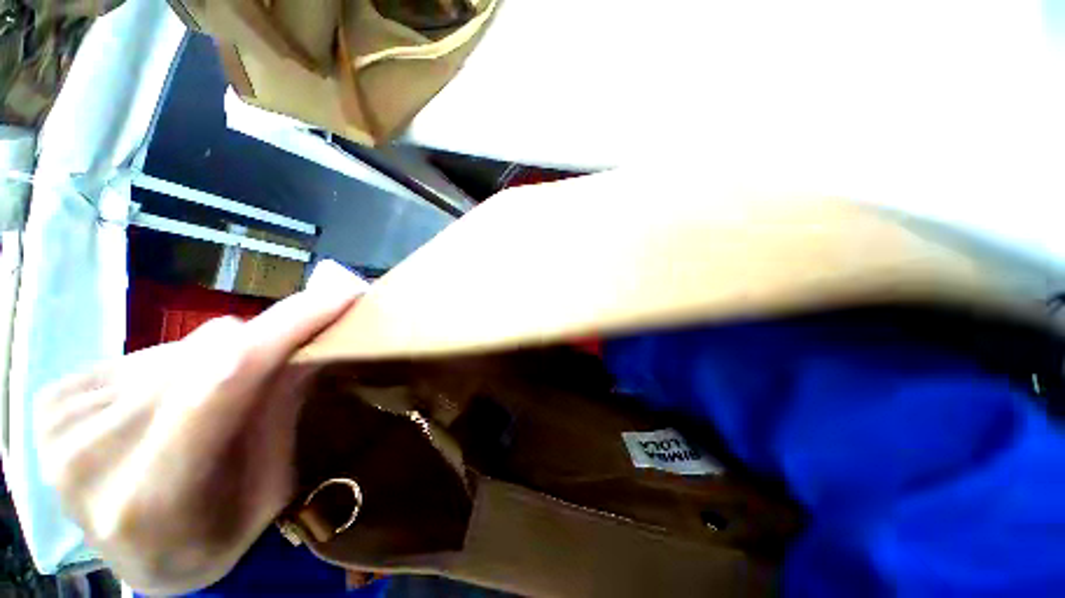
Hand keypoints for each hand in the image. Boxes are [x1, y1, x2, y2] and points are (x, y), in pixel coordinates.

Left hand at [36, 262, 361, 593]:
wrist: (136, 559)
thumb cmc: (213, 536)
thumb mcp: (269, 489)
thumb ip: (282, 415)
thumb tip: (305, 341)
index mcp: (152, 500)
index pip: (223, 383)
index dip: (285, 327)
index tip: (340, 292)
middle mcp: (90, 458)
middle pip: (202, 358)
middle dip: (256, 347)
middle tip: (280, 364)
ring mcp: (59, 428)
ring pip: (174, 353)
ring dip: (213, 362)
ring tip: (212, 402)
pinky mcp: (50, 403)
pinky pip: (138, 358)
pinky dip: (172, 369)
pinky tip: (166, 405)